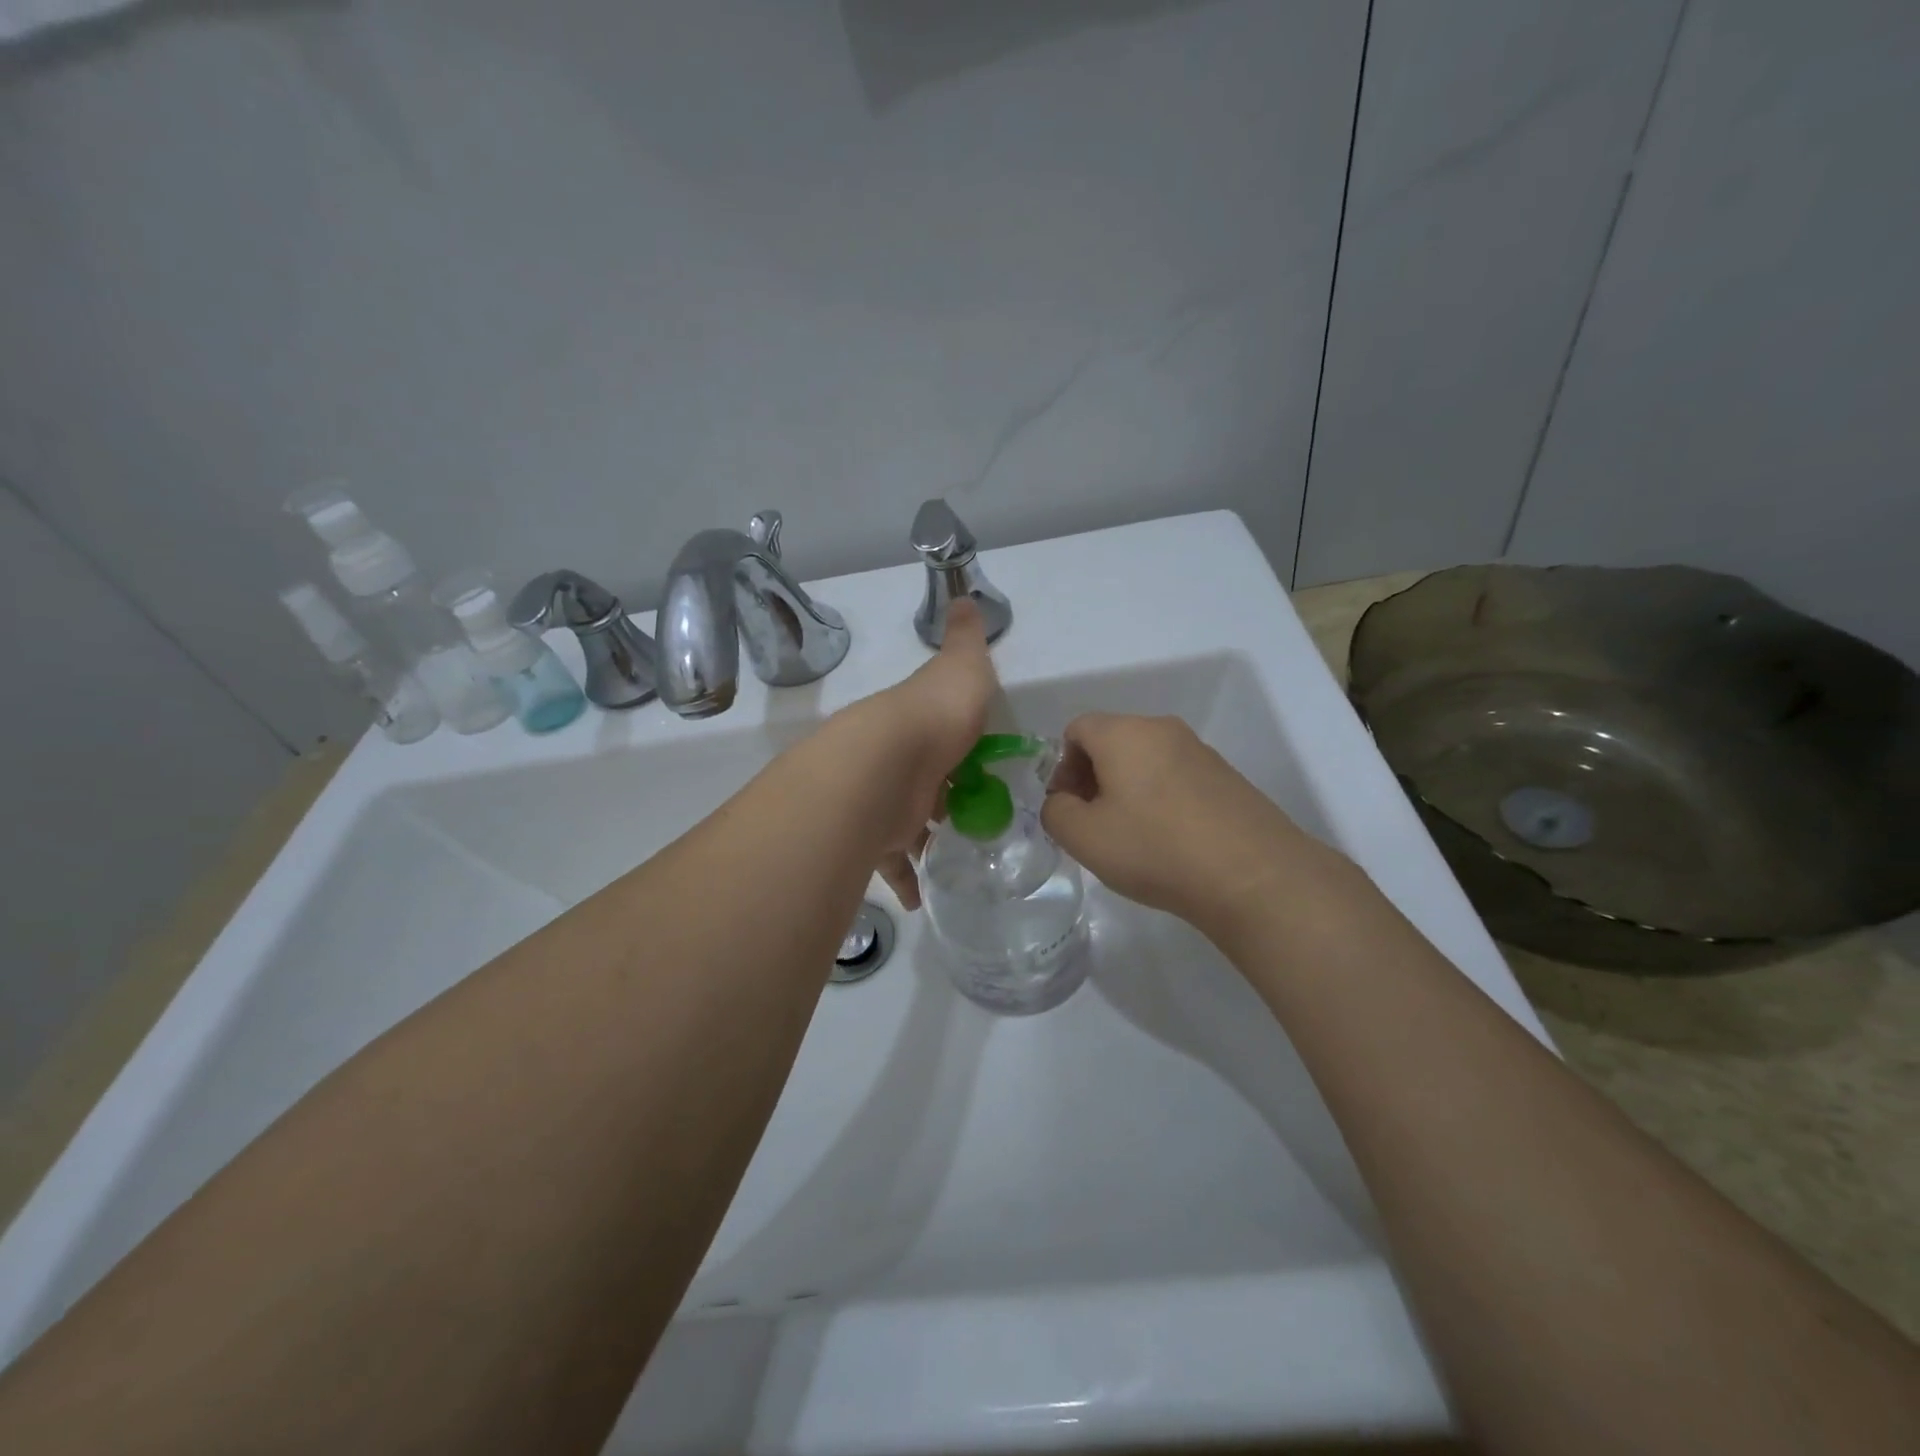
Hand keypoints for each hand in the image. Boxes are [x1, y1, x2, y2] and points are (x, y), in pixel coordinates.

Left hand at [829, 599, 996, 908]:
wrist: (883, 766)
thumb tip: (962, 597)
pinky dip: (905, 880)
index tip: (983, 766)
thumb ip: (966, 639)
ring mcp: (882, 803)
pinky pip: (890, 865)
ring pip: (904, 826)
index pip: (939, 734)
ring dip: (922, 843)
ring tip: (953, 860)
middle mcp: (896, 762)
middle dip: (941, 800)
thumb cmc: (933, 718)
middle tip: (975, 820)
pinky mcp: (873, 840)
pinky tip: (919, 897)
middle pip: (922, 783)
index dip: (959, 748)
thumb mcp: (960, 669)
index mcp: (918, 724)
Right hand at [1041, 713, 1330, 935]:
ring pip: (1146, 761)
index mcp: (1124, 732)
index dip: (1061, 766)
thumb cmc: (1155, 849)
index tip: (1068, 808)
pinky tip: (1168, 842)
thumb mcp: (1083, 837)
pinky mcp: (1227, 778)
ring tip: (1132, 838)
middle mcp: (1163, 730)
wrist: (1253, 876)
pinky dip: (1161, 801)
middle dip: (1093, 778)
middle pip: (1112, 742)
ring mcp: (1201, 752)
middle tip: (1093, 825)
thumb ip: (1055, 812)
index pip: (1077, 729)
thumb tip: (1063, 802)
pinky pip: (1177, 779)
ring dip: (1127, 791)